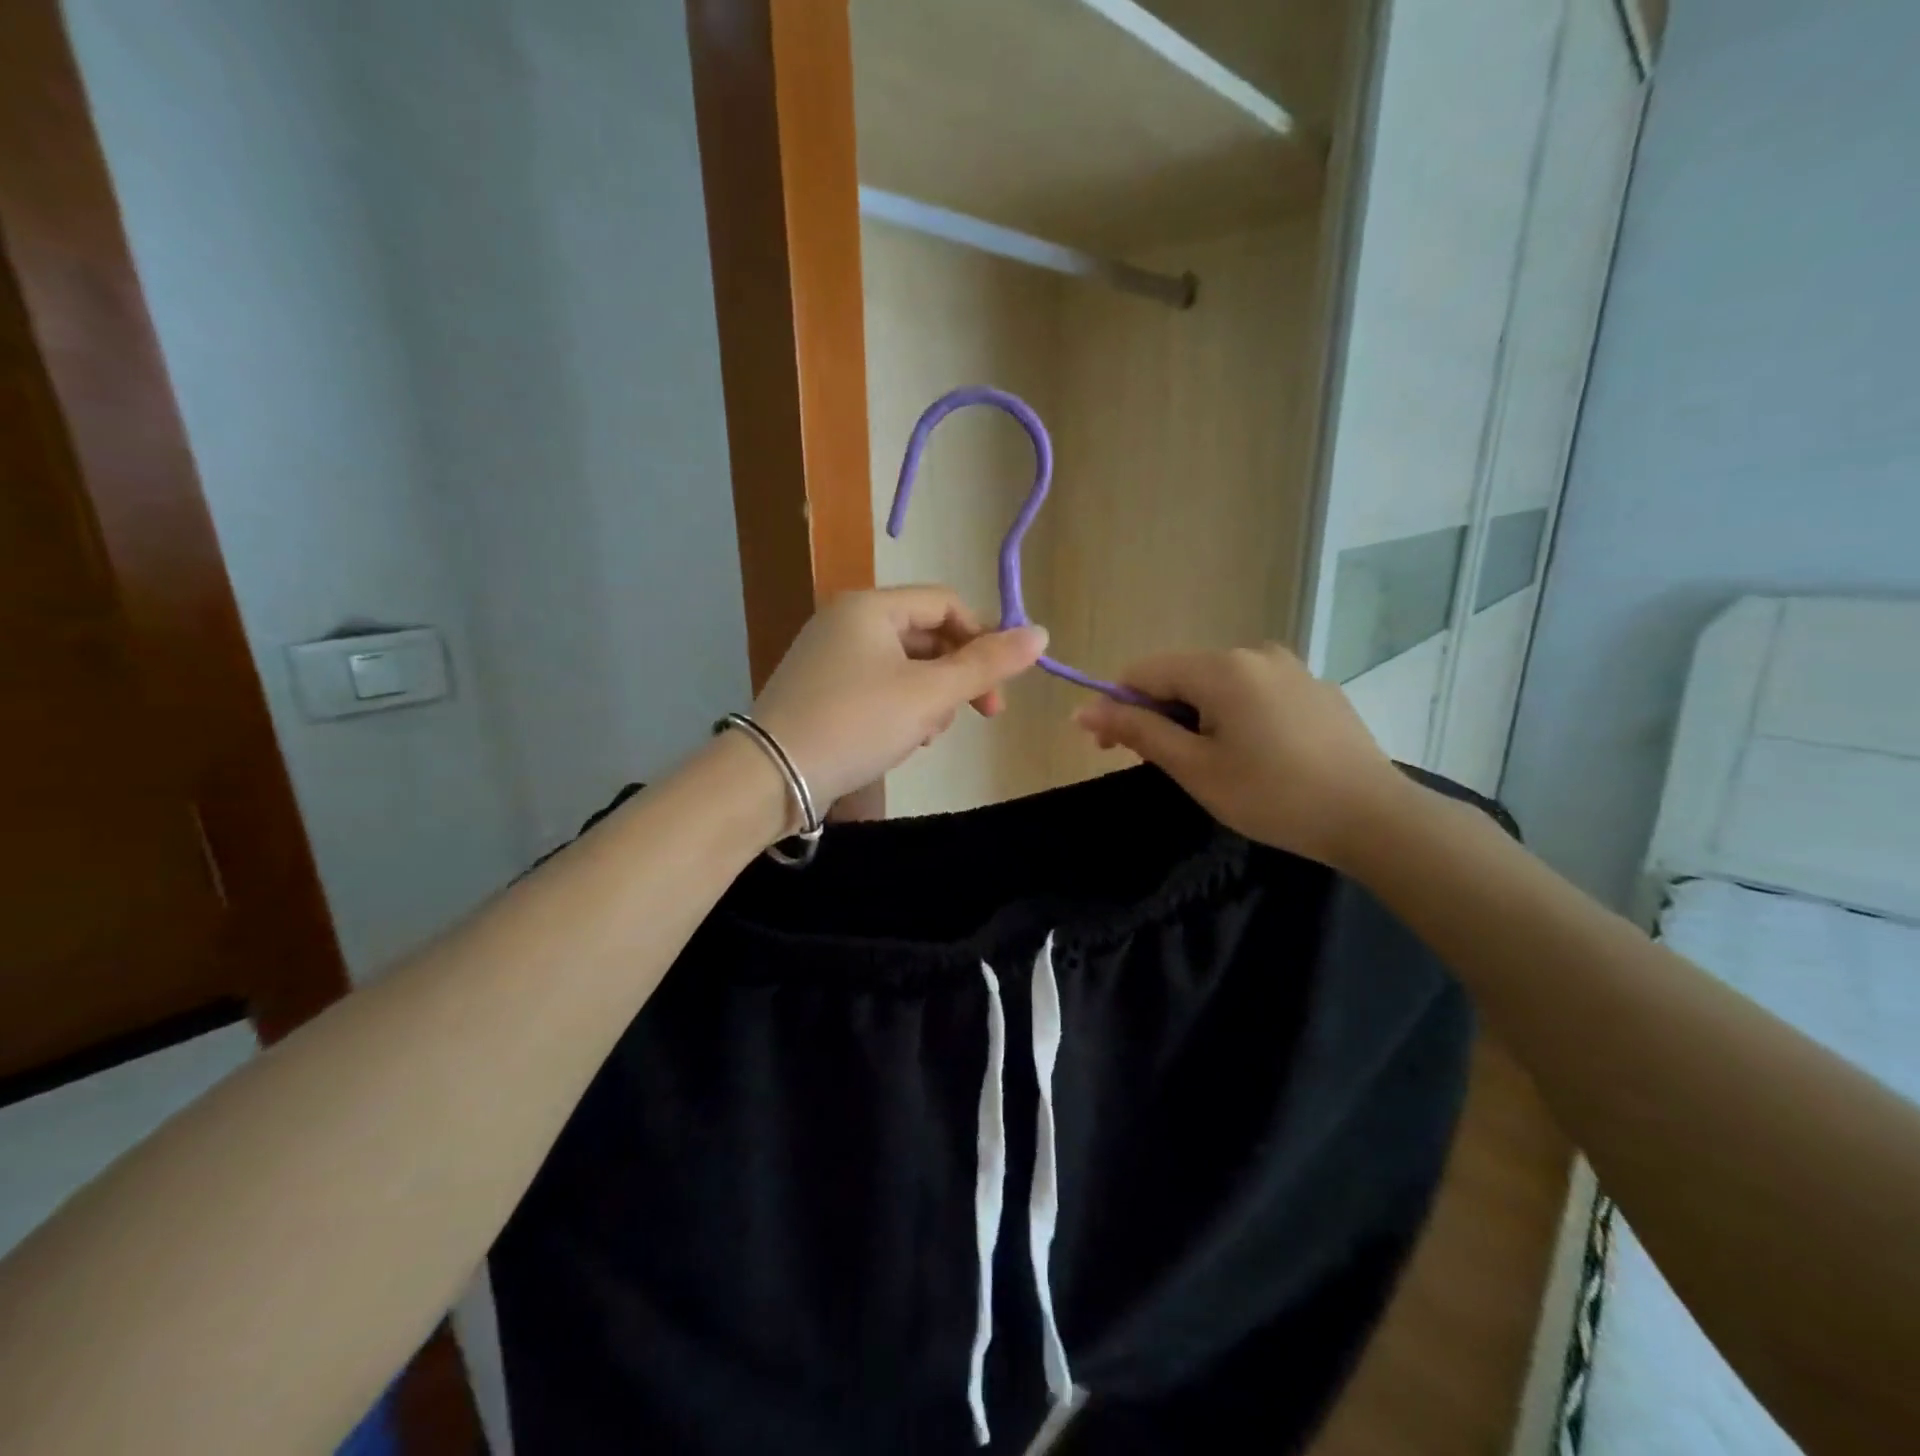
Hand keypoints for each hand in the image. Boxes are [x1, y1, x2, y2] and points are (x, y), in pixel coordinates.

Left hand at [751, 587, 1047, 811]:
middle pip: (926, 635)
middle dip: (956, 676)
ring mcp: (828, 655)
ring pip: (904, 665)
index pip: (947, 604)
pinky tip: (903, 739)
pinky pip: (877, 685)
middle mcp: (846, 620)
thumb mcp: (929, 695)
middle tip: (975, 716)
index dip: (982, 639)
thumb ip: (986, 664)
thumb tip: (1041, 634)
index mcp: (870, 607)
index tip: (999, 687)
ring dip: (930, 696)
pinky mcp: (820, 689)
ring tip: (928, 734)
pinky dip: (900, 707)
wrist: (771, 776)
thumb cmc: (856, 724)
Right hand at [1071, 644, 1404, 868]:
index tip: (1108, 749)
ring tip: (1208, 765)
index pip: (1144, 671)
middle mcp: (1255, 653)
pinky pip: (1255, 693)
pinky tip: (1253, 756)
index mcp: (1222, 667)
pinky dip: (1234, 716)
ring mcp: (1291, 668)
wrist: (1374, 818)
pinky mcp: (1315, 689)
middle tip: (1158, 764)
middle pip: (1182, 675)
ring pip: (1218, 685)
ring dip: (1195, 717)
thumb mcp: (1194, 767)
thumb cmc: (1272, 795)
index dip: (1117, 705)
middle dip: (1157, 714)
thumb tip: (1083, 710)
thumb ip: (1138, 731)